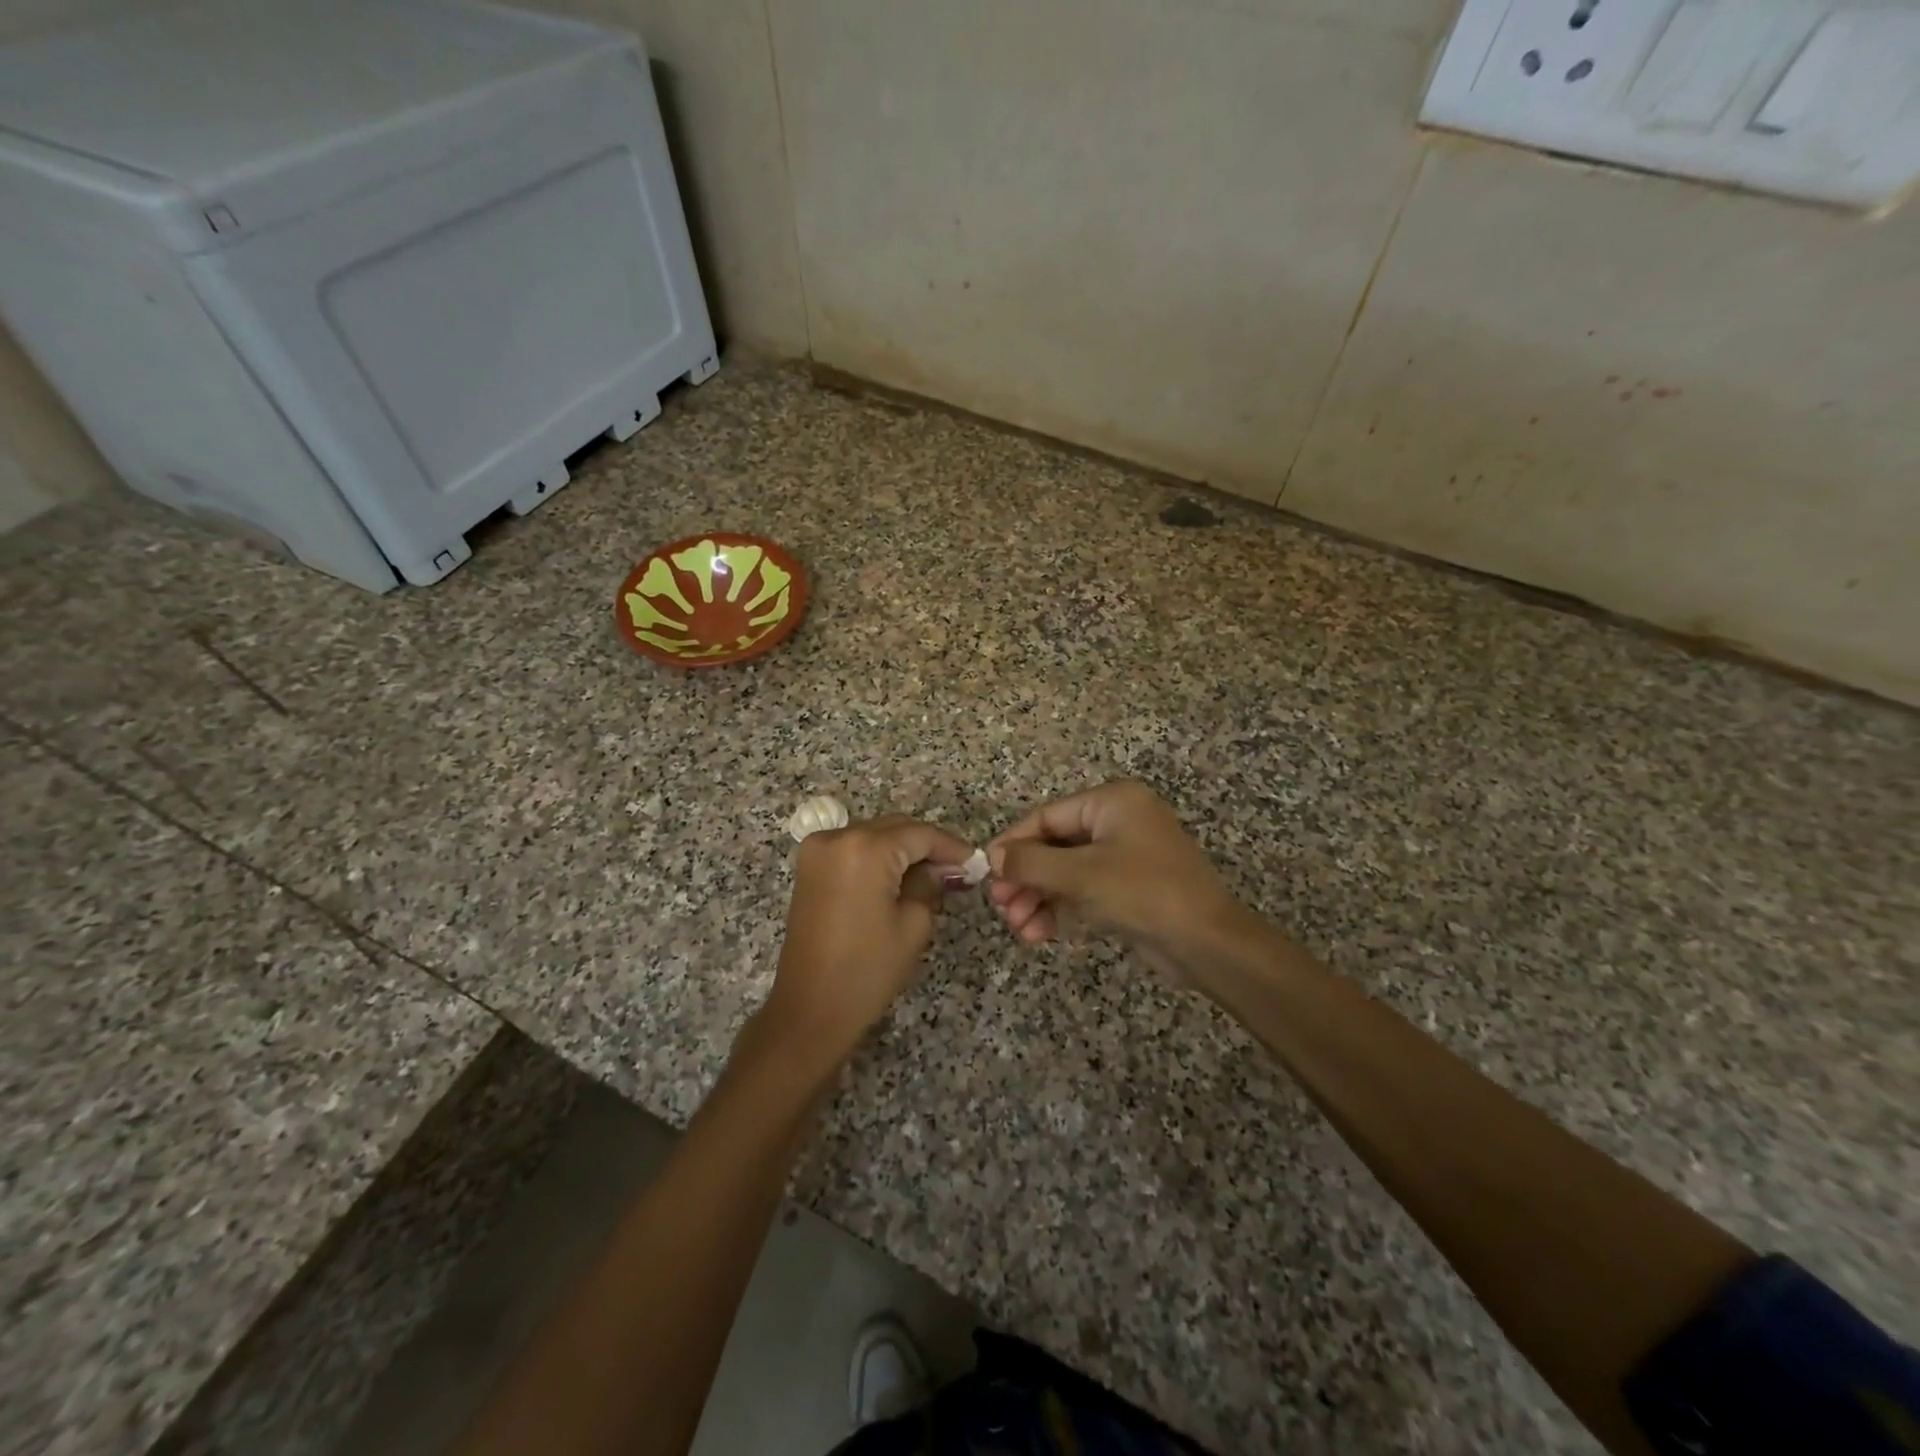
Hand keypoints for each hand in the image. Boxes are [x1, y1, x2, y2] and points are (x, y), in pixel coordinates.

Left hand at [767, 815, 972, 1054]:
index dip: (950, 846)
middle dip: (926, 845)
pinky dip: (878, 857)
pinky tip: (900, 877)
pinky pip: (853, 849)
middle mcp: (837, 837)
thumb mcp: (912, 924)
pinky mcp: (810, 867)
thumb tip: (945, 868)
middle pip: (895, 828)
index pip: (919, 834)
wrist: (810, 1009)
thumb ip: (930, 884)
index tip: (974, 861)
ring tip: (932, 875)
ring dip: (902, 850)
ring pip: (874, 835)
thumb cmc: (867, 970)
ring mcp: (818, 851)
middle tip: (957, 870)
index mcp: (865, 848)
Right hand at [987, 781, 1244, 972]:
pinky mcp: (1129, 888)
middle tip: (1002, 908)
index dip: (1013, 843)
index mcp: (1112, 802)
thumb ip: (1031, 863)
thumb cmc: (1143, 893)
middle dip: (1026, 879)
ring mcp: (1125, 856)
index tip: (986, 871)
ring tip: (1019, 929)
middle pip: (1055, 845)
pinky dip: (1061, 909)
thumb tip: (992, 857)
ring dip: (1039, 899)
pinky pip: (1084, 890)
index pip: (1047, 816)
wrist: (1207, 944)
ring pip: (1066, 872)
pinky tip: (1039, 934)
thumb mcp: (1080, 875)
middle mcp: (1119, 821)